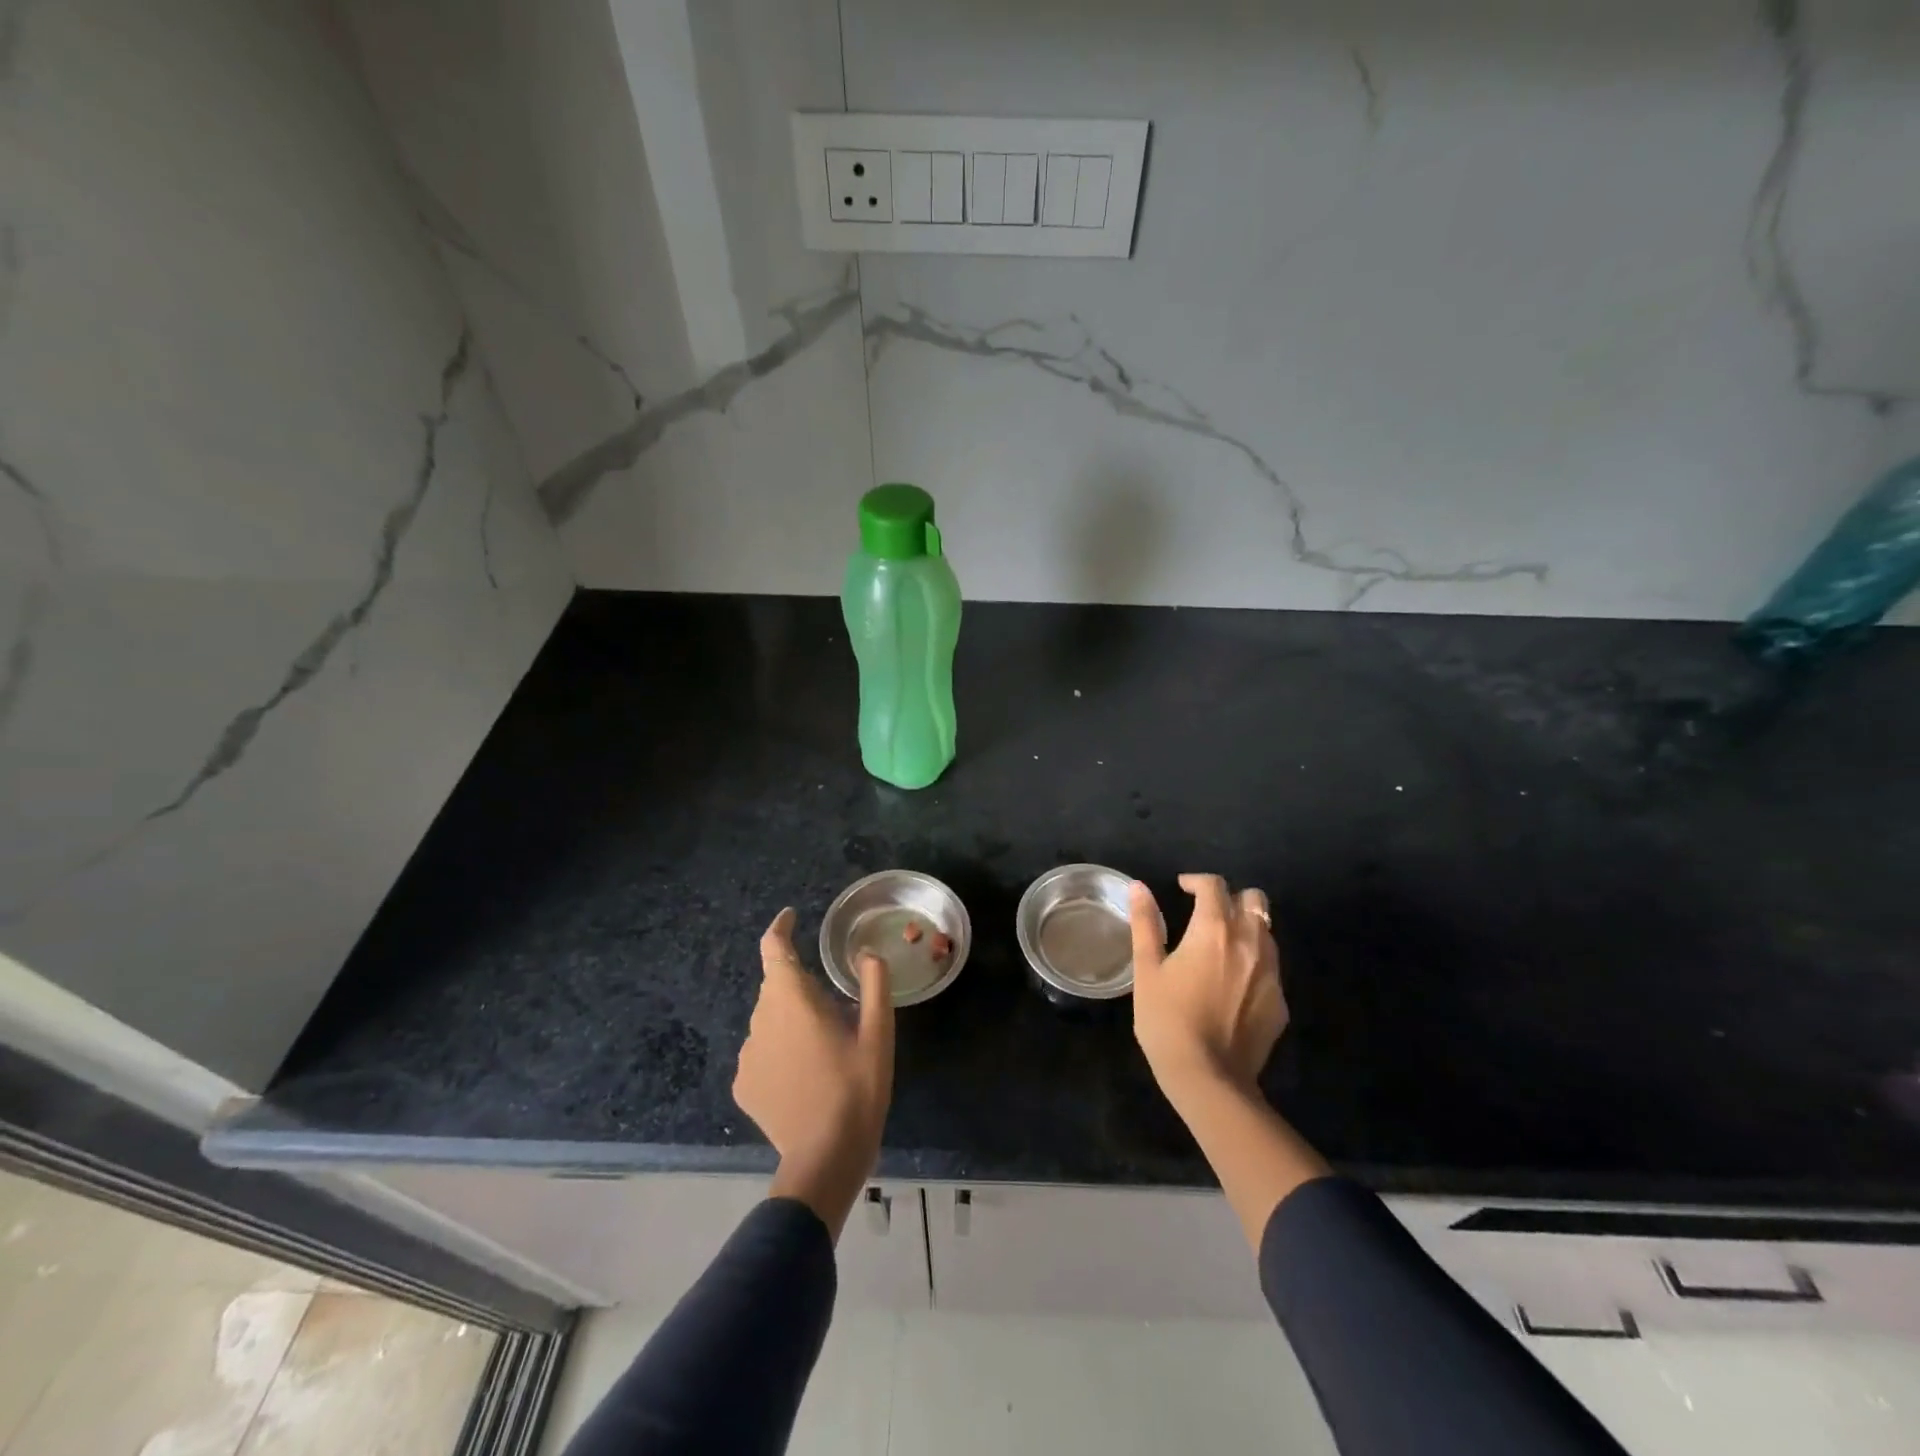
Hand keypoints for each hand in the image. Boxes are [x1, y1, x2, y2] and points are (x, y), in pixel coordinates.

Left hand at [733, 908, 893, 1237]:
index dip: (780, 927)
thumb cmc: (857, 1089)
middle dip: (801, 986)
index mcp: (792, 999)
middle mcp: (760, 1019)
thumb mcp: (878, 1034)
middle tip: (836, 1009)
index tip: (792, 917)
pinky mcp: (743, 1085)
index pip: (773, 947)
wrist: (824, 1159)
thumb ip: (873, 984)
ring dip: (792, 1020)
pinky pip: (762, 1052)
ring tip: (824, 1049)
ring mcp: (747, 1055)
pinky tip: (805, 1077)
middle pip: (777, 986)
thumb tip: (866, 954)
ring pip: (770, 1020)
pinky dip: (781, 1051)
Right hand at [1129, 874, 1287, 1107]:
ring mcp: (1271, 972)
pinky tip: (1232, 984)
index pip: (1213, 886)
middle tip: (1207, 913)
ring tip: (1221, 946)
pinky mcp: (1280, 1001)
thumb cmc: (1167, 1019)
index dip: (1196, 881)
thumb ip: (1145, 923)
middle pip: (1253, 899)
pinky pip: (1270, 966)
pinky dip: (1254, 961)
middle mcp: (1249, 942)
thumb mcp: (1147, 969)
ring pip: (1266, 931)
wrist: (1209, 1079)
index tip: (1182, 888)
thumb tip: (1139, 887)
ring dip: (1246, 927)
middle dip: (1231, 897)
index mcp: (1213, 929)